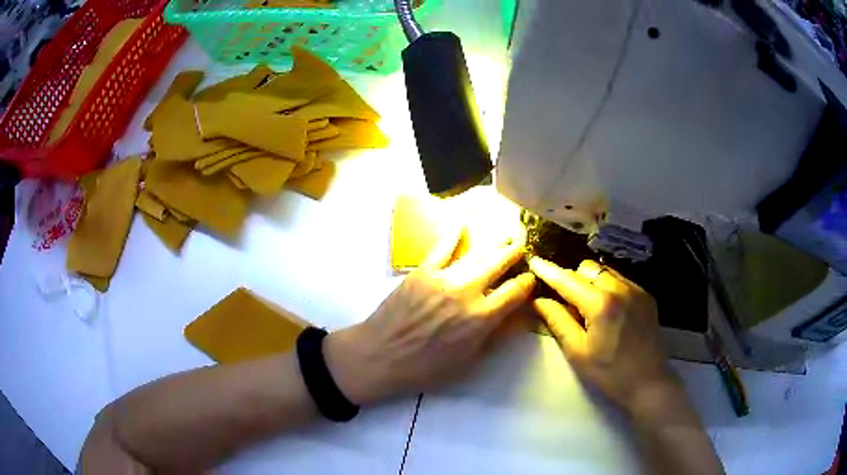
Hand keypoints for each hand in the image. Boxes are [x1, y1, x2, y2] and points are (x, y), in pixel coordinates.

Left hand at [324, 230, 535, 404]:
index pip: (515, 291)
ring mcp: (443, 278)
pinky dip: (453, 233)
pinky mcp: (422, 271)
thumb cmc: (426, 367)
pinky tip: (463, 222)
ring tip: (505, 237)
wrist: (381, 355)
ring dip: (495, 243)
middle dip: (515, 253)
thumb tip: (517, 316)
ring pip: (476, 253)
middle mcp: (467, 291)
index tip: (531, 278)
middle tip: (522, 247)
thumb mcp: (468, 361)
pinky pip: (442, 247)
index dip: (528, 282)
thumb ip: (495, 336)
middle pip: (499, 263)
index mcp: (482, 317)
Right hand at [528, 257, 678, 410]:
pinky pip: (621, 280)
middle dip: (573, 279)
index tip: (534, 261)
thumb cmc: (609, 373)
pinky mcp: (646, 296)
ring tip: (588, 307)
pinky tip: (608, 311)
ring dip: (591, 281)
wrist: (649, 382)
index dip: (549, 271)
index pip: (568, 280)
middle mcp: (620, 288)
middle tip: (566, 302)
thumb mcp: (577, 352)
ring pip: (605, 272)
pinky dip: (608, 287)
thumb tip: (539, 301)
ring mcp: (636, 290)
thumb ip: (557, 321)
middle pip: (588, 269)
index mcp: (601, 303)